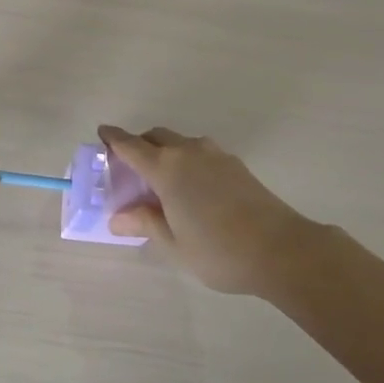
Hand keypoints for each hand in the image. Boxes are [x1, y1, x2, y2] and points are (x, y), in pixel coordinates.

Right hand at [99, 126, 324, 295]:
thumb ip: (145, 223)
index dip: (113, 138)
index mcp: (166, 168)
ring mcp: (215, 155)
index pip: (131, 145)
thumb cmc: (218, 250)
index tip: (102, 132)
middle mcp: (188, 152)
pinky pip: (200, 153)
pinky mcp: (236, 165)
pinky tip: (191, 188)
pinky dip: (187, 161)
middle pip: (156, 137)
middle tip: (130, 168)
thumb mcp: (173, 243)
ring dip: (165, 152)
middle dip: (139, 145)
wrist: (281, 249)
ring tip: (162, 181)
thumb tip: (119, 217)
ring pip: (180, 143)